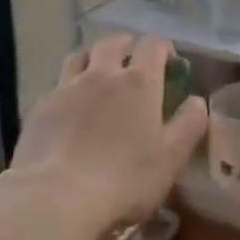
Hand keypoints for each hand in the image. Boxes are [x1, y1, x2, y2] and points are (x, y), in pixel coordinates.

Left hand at [4, 34, 207, 231]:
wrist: (56, 196)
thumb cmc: (124, 179)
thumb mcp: (171, 158)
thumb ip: (189, 125)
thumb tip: (198, 101)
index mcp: (139, 82)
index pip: (153, 46)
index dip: (163, 48)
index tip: (169, 63)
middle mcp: (102, 74)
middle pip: (113, 43)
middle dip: (127, 45)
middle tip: (133, 58)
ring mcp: (67, 87)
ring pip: (80, 56)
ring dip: (94, 56)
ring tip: (98, 69)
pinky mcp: (41, 106)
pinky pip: (58, 83)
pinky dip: (69, 85)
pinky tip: (71, 104)